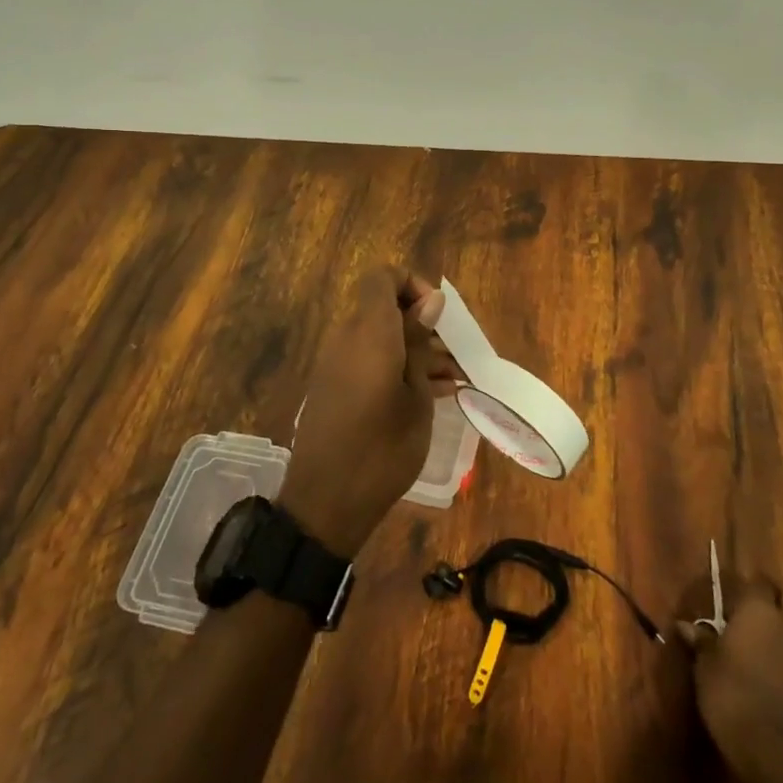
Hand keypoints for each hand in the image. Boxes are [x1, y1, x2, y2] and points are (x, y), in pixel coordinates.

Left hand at [277, 267, 457, 557]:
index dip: (412, 285)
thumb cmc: (382, 449)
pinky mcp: (335, 387)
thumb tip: (429, 300)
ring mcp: (338, 364)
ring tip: (453, 379)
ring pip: (381, 337)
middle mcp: (347, 338)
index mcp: (369, 332)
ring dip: (414, 350)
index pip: (382, 278)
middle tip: (456, 355)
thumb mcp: (415, 397)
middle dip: (422, 324)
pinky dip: (397, 368)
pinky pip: (369, 360)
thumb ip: (419, 343)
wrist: (326, 504)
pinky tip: (431, 395)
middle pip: (384, 309)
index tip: (438, 317)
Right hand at [678, 568, 782, 774]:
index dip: (743, 587)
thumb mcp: (706, 666)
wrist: (778, 754)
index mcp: (759, 609)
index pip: (755, 582)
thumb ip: (702, 641)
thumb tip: (685, 626)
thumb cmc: (732, 696)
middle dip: (777, 594)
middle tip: (756, 606)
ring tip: (772, 632)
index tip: (729, 598)